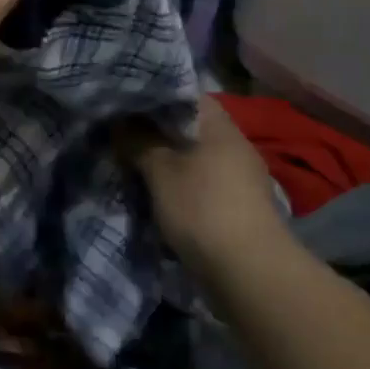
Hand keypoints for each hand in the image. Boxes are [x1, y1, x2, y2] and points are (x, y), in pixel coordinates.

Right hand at [117, 98, 284, 276]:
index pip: (185, 94)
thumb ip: (138, 141)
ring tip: (134, 164)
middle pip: (189, 126)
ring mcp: (241, 178)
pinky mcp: (240, 207)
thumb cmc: (203, 208)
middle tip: (122, 134)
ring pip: (195, 157)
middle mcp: (235, 144)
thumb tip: (120, 121)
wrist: (250, 274)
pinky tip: (160, 194)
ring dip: (169, 161)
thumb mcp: (160, 171)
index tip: (124, 102)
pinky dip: (182, 185)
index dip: (154, 95)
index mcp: (220, 125)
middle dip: (157, 131)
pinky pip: (203, 183)